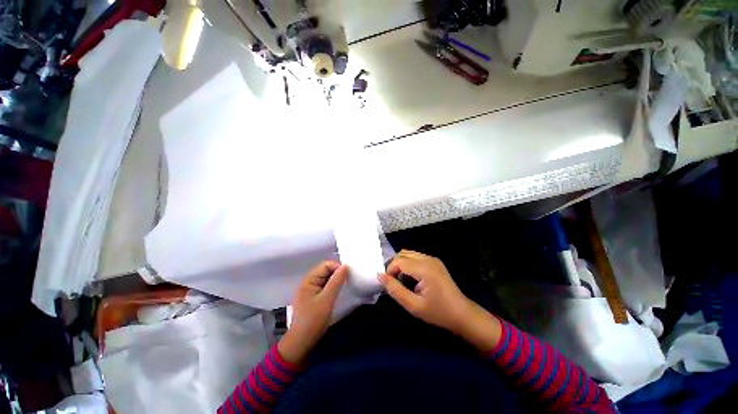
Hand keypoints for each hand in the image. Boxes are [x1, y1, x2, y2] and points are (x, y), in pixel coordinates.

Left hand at [278, 261, 347, 364]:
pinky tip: (338, 291)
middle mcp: (308, 283)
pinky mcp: (313, 299)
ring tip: (345, 284)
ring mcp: (310, 291)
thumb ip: (336, 281)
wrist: (301, 343)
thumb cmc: (314, 320)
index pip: (325, 265)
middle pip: (324, 271)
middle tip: (348, 279)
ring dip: (335, 280)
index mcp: (308, 281)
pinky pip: (324, 287)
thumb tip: (345, 266)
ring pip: (325, 279)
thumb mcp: (327, 299)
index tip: (348, 274)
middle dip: (337, 272)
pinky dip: (332, 287)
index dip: (337, 267)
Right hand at [378, 250, 501, 351]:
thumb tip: (380, 275)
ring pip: (408, 254)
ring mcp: (432, 259)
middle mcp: (428, 259)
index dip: (390, 271)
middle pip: (403, 254)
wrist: (462, 314)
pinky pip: (416, 257)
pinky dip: (409, 265)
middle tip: (394, 283)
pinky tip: (412, 279)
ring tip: (402, 282)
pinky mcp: (435, 262)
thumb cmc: (438, 312)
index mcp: (424, 268)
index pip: (399, 261)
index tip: (389, 285)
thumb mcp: (413, 306)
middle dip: (394, 266)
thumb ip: (395, 290)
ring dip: (401, 265)